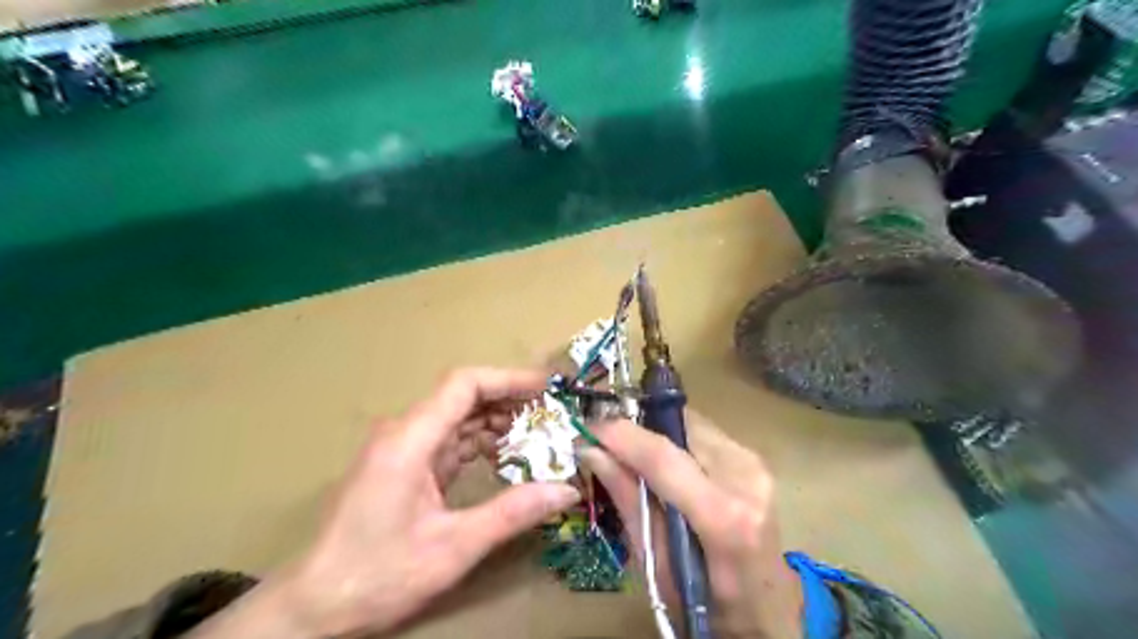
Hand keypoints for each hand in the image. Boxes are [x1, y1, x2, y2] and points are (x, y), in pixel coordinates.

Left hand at [189, 370, 580, 638]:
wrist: (314, 607)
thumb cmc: (378, 574)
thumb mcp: (454, 547)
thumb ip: (513, 513)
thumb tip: (566, 489)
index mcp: (410, 439)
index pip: (464, 384)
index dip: (509, 379)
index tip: (547, 389)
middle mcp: (404, 433)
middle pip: (463, 397)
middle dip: (510, 401)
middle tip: (552, 415)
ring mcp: (402, 448)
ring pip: (458, 418)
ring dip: (497, 423)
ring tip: (539, 435)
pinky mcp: (404, 465)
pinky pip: (449, 440)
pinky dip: (480, 443)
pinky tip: (507, 456)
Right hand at [581, 411, 802, 634]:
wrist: (769, 608)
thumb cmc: (708, 603)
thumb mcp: (657, 563)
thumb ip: (628, 500)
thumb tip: (592, 452)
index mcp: (725, 517)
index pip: (663, 457)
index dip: (620, 435)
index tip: (587, 428)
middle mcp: (745, 478)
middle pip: (677, 429)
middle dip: (636, 430)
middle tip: (605, 444)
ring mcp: (755, 463)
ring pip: (689, 423)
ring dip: (657, 433)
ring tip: (633, 455)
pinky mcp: (755, 457)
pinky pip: (703, 433)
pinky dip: (677, 440)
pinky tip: (667, 464)